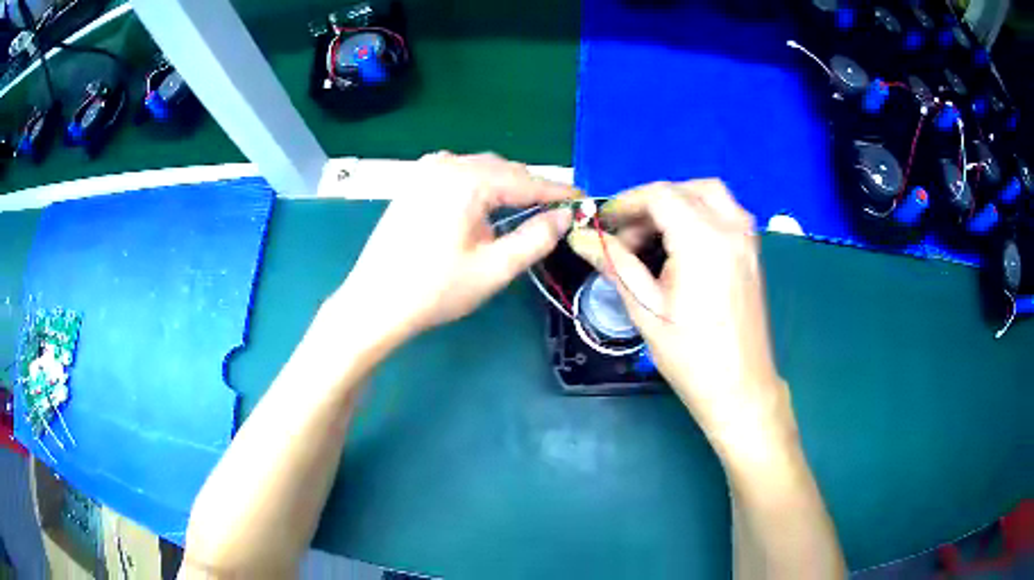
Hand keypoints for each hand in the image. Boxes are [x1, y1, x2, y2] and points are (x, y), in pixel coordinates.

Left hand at [332, 152, 577, 347]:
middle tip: (557, 213)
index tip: (584, 201)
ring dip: (507, 187)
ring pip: (482, 170)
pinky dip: (482, 186)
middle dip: (532, 189)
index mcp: (467, 179)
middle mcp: (446, 163)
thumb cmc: (435, 289)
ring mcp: (426, 170)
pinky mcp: (415, 181)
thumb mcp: (494, 269)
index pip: (526, 180)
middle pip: (504, 169)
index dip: (558, 193)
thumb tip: (564, 217)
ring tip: (527, 211)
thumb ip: (536, 238)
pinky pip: (460, 174)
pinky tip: (488, 206)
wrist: (375, 302)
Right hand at [567, 180, 795, 453]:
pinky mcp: (753, 252)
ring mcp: (748, 239)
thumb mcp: (645, 308)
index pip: (659, 195)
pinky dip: (699, 214)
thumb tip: (580, 238)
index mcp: (703, 240)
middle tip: (627, 236)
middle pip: (685, 188)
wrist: (740, 388)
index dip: (626, 204)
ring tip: (652, 240)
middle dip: (650, 204)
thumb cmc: (690, 355)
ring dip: (677, 204)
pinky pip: (725, 213)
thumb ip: (615, 263)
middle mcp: (731, 228)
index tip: (604, 225)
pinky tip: (681, 248)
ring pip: (709, 194)